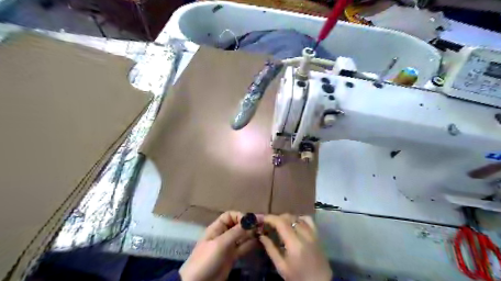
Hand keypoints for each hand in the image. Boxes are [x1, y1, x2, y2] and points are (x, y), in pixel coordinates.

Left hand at [181, 211, 257, 280]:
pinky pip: (243, 247)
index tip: (251, 221)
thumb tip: (250, 220)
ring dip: (252, 233)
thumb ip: (236, 232)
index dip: (240, 216)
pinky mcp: (232, 257)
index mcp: (217, 228)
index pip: (230, 216)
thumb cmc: (206, 259)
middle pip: (238, 225)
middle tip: (263, 225)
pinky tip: (260, 242)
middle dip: (249, 224)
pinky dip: (251, 244)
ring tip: (264, 232)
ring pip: (242, 236)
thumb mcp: (220, 244)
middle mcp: (223, 235)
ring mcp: (228, 246)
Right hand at [258, 214, 330, 279]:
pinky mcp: (317, 235)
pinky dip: (299, 218)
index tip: (262, 219)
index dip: (270, 218)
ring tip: (280, 224)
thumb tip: (261, 236)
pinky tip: (294, 223)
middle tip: (269, 223)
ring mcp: (312, 234)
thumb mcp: (281, 267)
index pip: (281, 223)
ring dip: (287, 218)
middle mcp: (304, 235)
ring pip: (297, 217)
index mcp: (294, 244)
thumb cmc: (298, 277)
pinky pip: (308, 220)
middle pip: (289, 217)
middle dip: (277, 218)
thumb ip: (271, 249)